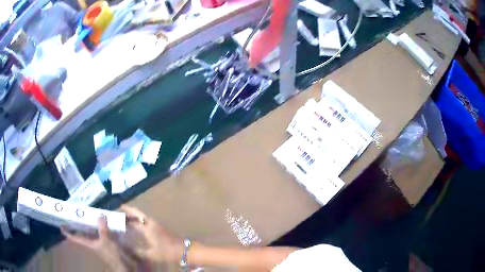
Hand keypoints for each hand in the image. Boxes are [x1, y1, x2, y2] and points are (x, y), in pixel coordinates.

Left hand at [61, 216, 137, 271]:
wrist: (124, 263)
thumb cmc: (112, 254)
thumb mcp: (106, 242)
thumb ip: (103, 229)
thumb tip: (100, 215)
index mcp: (89, 242)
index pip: (76, 238)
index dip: (68, 232)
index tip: (61, 226)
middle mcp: (92, 240)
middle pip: (82, 231)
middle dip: (78, 222)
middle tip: (74, 212)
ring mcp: (100, 240)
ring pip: (92, 229)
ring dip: (91, 221)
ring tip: (88, 212)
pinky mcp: (107, 239)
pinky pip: (102, 229)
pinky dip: (102, 224)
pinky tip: (103, 218)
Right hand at [121, 205, 182, 263]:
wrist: (184, 250)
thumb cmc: (167, 252)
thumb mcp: (151, 254)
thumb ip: (138, 250)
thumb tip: (126, 246)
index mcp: (148, 226)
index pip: (134, 215)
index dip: (125, 211)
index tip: (116, 208)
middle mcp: (151, 223)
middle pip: (137, 214)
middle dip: (128, 213)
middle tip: (118, 214)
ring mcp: (156, 225)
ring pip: (141, 218)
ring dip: (133, 217)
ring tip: (123, 221)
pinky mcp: (159, 229)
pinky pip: (145, 222)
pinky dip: (138, 222)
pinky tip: (134, 229)